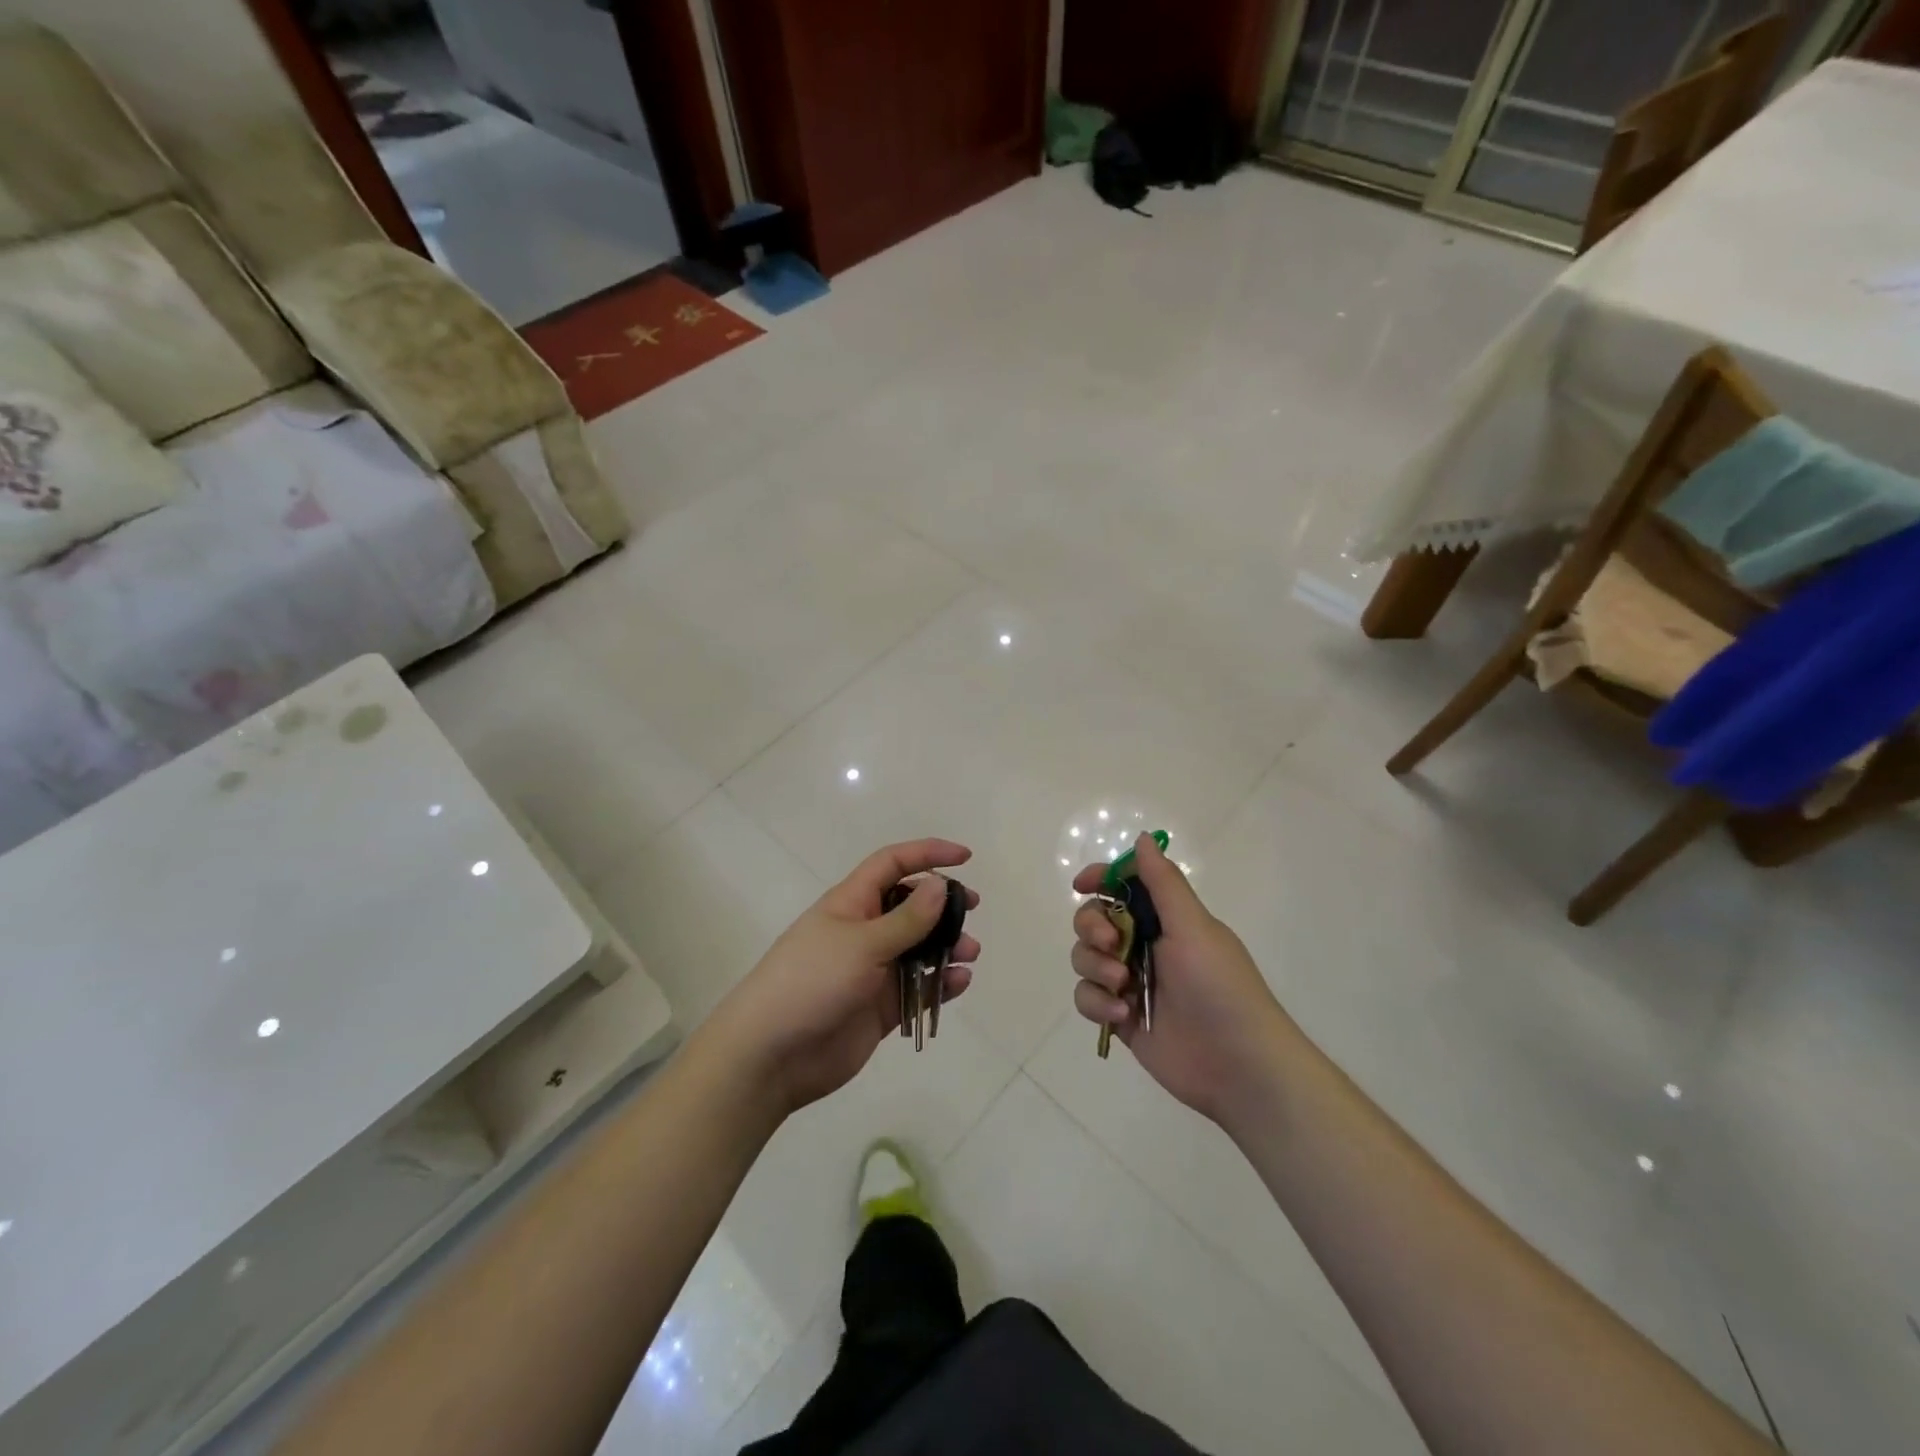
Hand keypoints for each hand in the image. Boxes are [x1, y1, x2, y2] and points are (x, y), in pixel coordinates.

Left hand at [704, 838, 979, 1117]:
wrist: (771, 1055)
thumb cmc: (812, 982)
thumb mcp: (862, 943)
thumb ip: (906, 918)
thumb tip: (939, 884)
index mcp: (852, 903)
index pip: (893, 864)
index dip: (927, 854)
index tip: (965, 857)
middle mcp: (864, 931)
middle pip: (911, 906)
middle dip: (942, 904)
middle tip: (972, 908)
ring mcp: (872, 971)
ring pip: (919, 949)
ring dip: (947, 946)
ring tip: (969, 953)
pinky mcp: (880, 1007)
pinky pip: (917, 988)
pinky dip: (940, 984)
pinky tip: (959, 983)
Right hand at [1071, 832, 1290, 1127]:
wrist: (1239, 1064)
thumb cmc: (1219, 986)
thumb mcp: (1194, 927)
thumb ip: (1163, 884)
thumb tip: (1143, 838)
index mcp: (1166, 919)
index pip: (1124, 886)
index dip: (1100, 879)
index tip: (1081, 885)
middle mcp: (1145, 945)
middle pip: (1094, 920)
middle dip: (1092, 928)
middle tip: (1111, 943)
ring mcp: (1132, 982)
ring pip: (1086, 958)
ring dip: (1096, 968)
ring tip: (1124, 987)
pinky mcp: (1122, 1017)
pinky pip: (1088, 998)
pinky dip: (1098, 1003)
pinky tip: (1123, 1016)